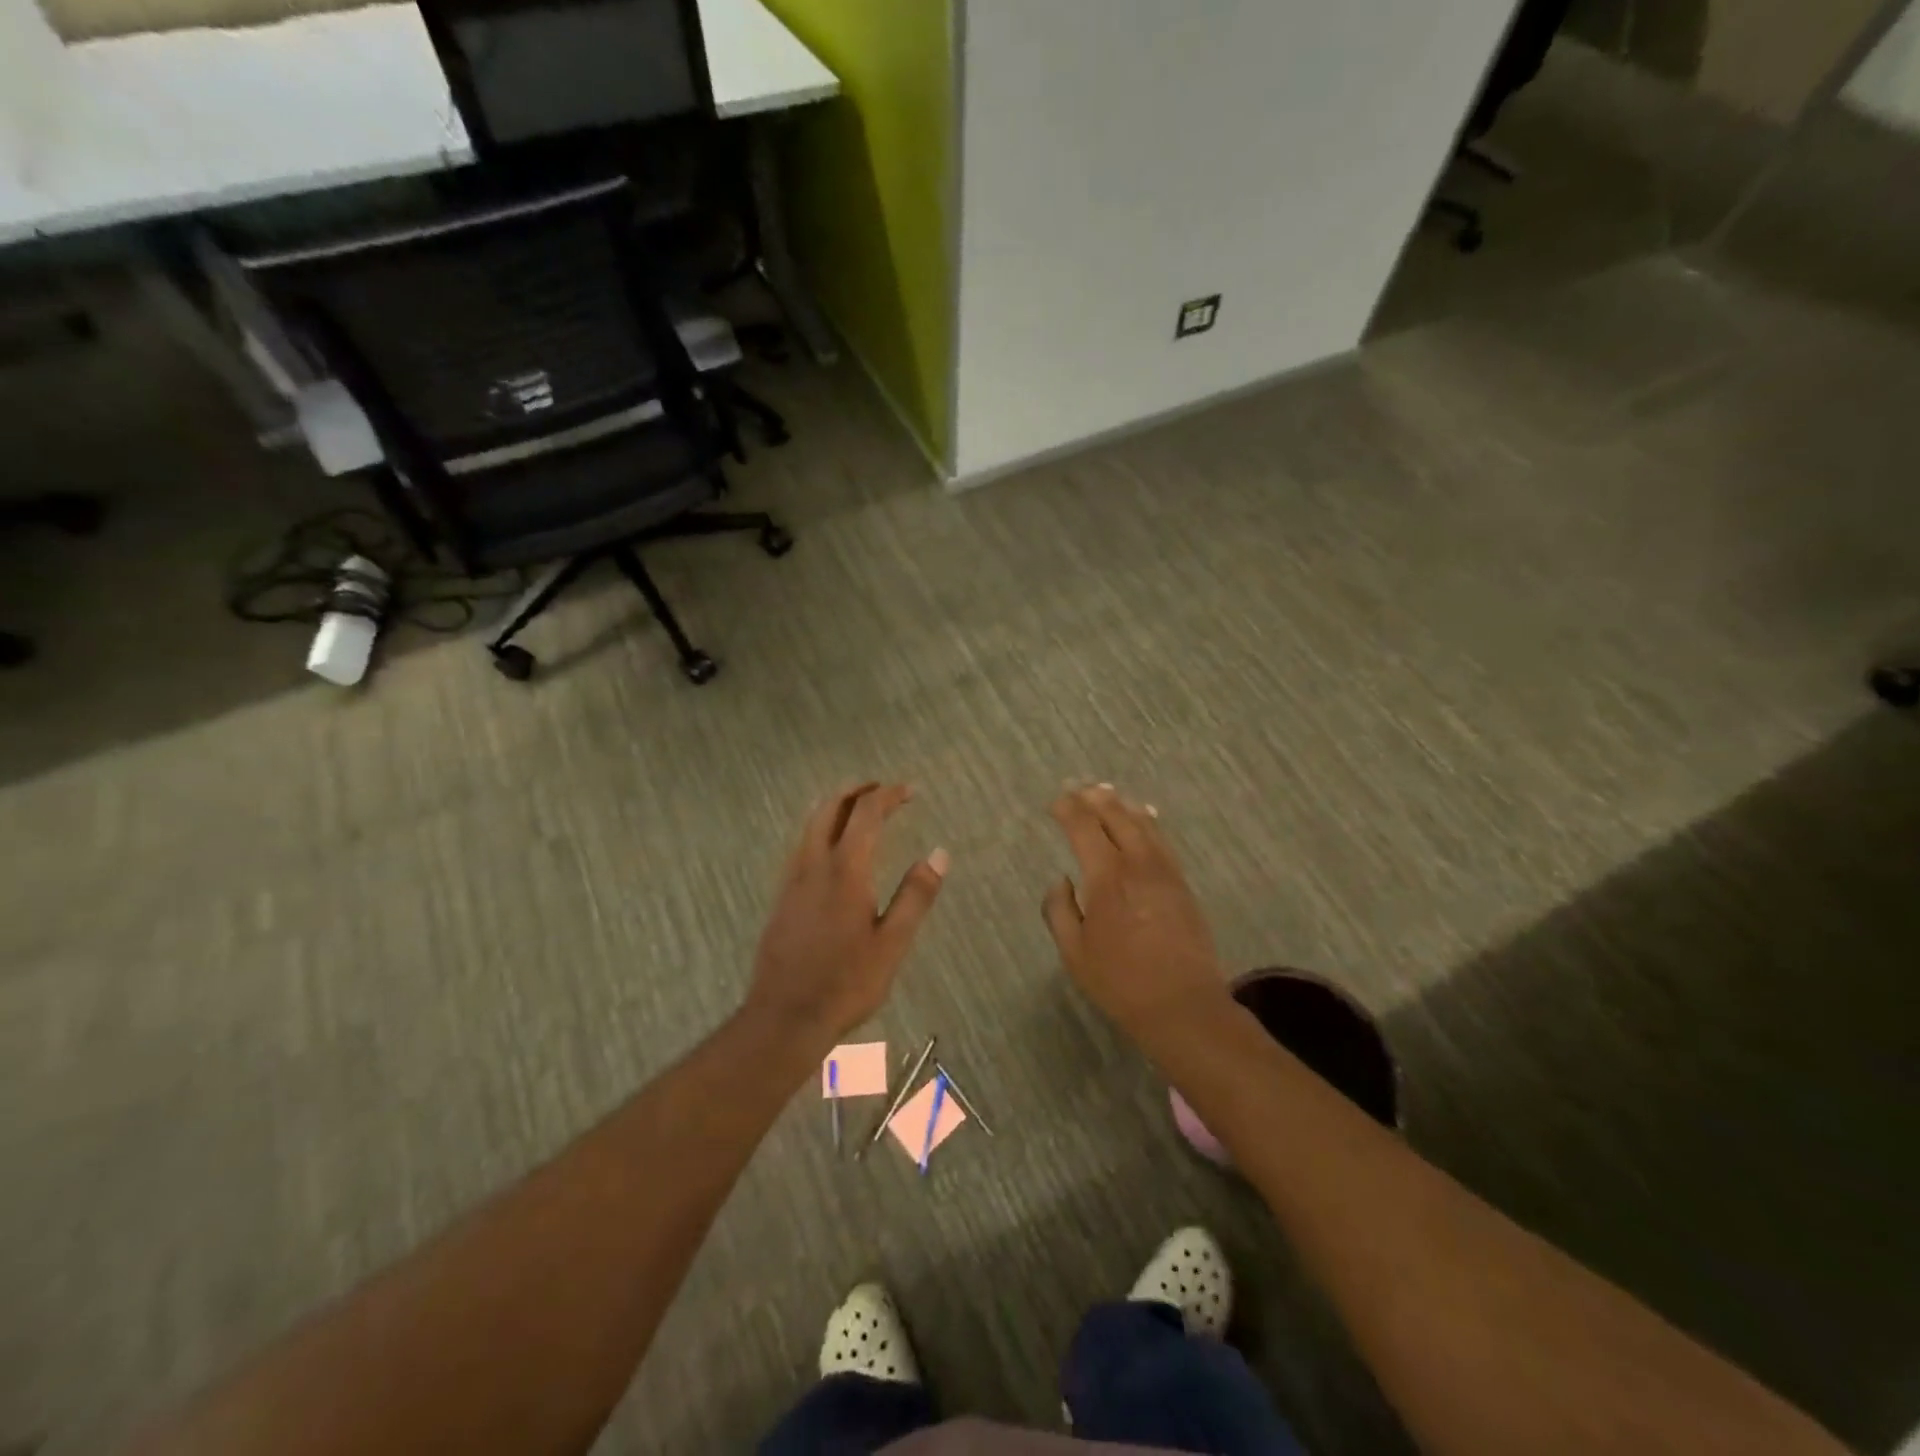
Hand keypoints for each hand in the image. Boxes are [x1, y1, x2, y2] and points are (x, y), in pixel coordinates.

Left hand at [746, 783, 947, 1048]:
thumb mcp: (893, 943)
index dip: (888, 795)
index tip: (909, 790)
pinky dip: (820, 828)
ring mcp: (792, 880)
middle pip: (830, 808)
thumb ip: (915, 895)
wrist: (785, 1016)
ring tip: (858, 809)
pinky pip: (801, 845)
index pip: (866, 815)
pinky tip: (832, 849)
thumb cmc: (846, 983)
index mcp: (845, 871)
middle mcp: (813, 865)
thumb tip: (939, 854)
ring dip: (835, 806)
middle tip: (882, 789)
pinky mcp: (782, 897)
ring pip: (810, 824)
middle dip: (856, 791)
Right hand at [1042, 784, 1226, 1034]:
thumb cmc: (1120, 982)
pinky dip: (1149, 822)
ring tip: (1107, 794)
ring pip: (1143, 824)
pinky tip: (1144, 818)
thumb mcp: (1074, 952)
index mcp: (1107, 878)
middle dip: (1095, 799)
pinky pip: (1163, 841)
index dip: (1068, 810)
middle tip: (1078, 789)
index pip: (1085, 829)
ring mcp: (1165, 872)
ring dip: (1122, 805)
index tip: (1056, 802)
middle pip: (1117, 817)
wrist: (1182, 1004)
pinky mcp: (1182, 884)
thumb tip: (1061, 881)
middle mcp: (1137, 865)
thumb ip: (1060, 910)